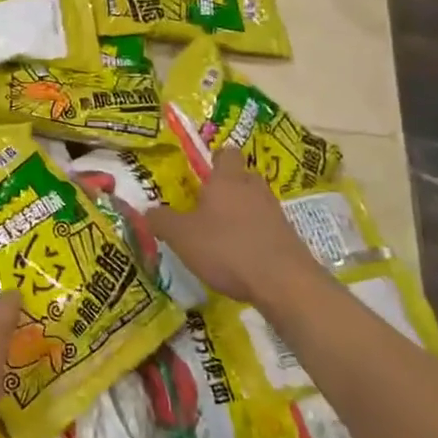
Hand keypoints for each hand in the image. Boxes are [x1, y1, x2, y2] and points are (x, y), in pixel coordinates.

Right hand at [145, 148, 321, 305]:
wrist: (285, 284)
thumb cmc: (227, 249)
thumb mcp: (180, 236)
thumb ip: (161, 220)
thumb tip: (148, 210)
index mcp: (227, 180)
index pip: (226, 153)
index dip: (214, 159)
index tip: (201, 173)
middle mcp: (253, 189)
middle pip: (242, 177)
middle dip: (226, 188)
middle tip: (206, 205)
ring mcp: (275, 213)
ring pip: (255, 203)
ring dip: (240, 214)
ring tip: (220, 235)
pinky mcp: (289, 238)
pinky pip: (266, 228)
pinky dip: (253, 237)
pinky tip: (240, 257)